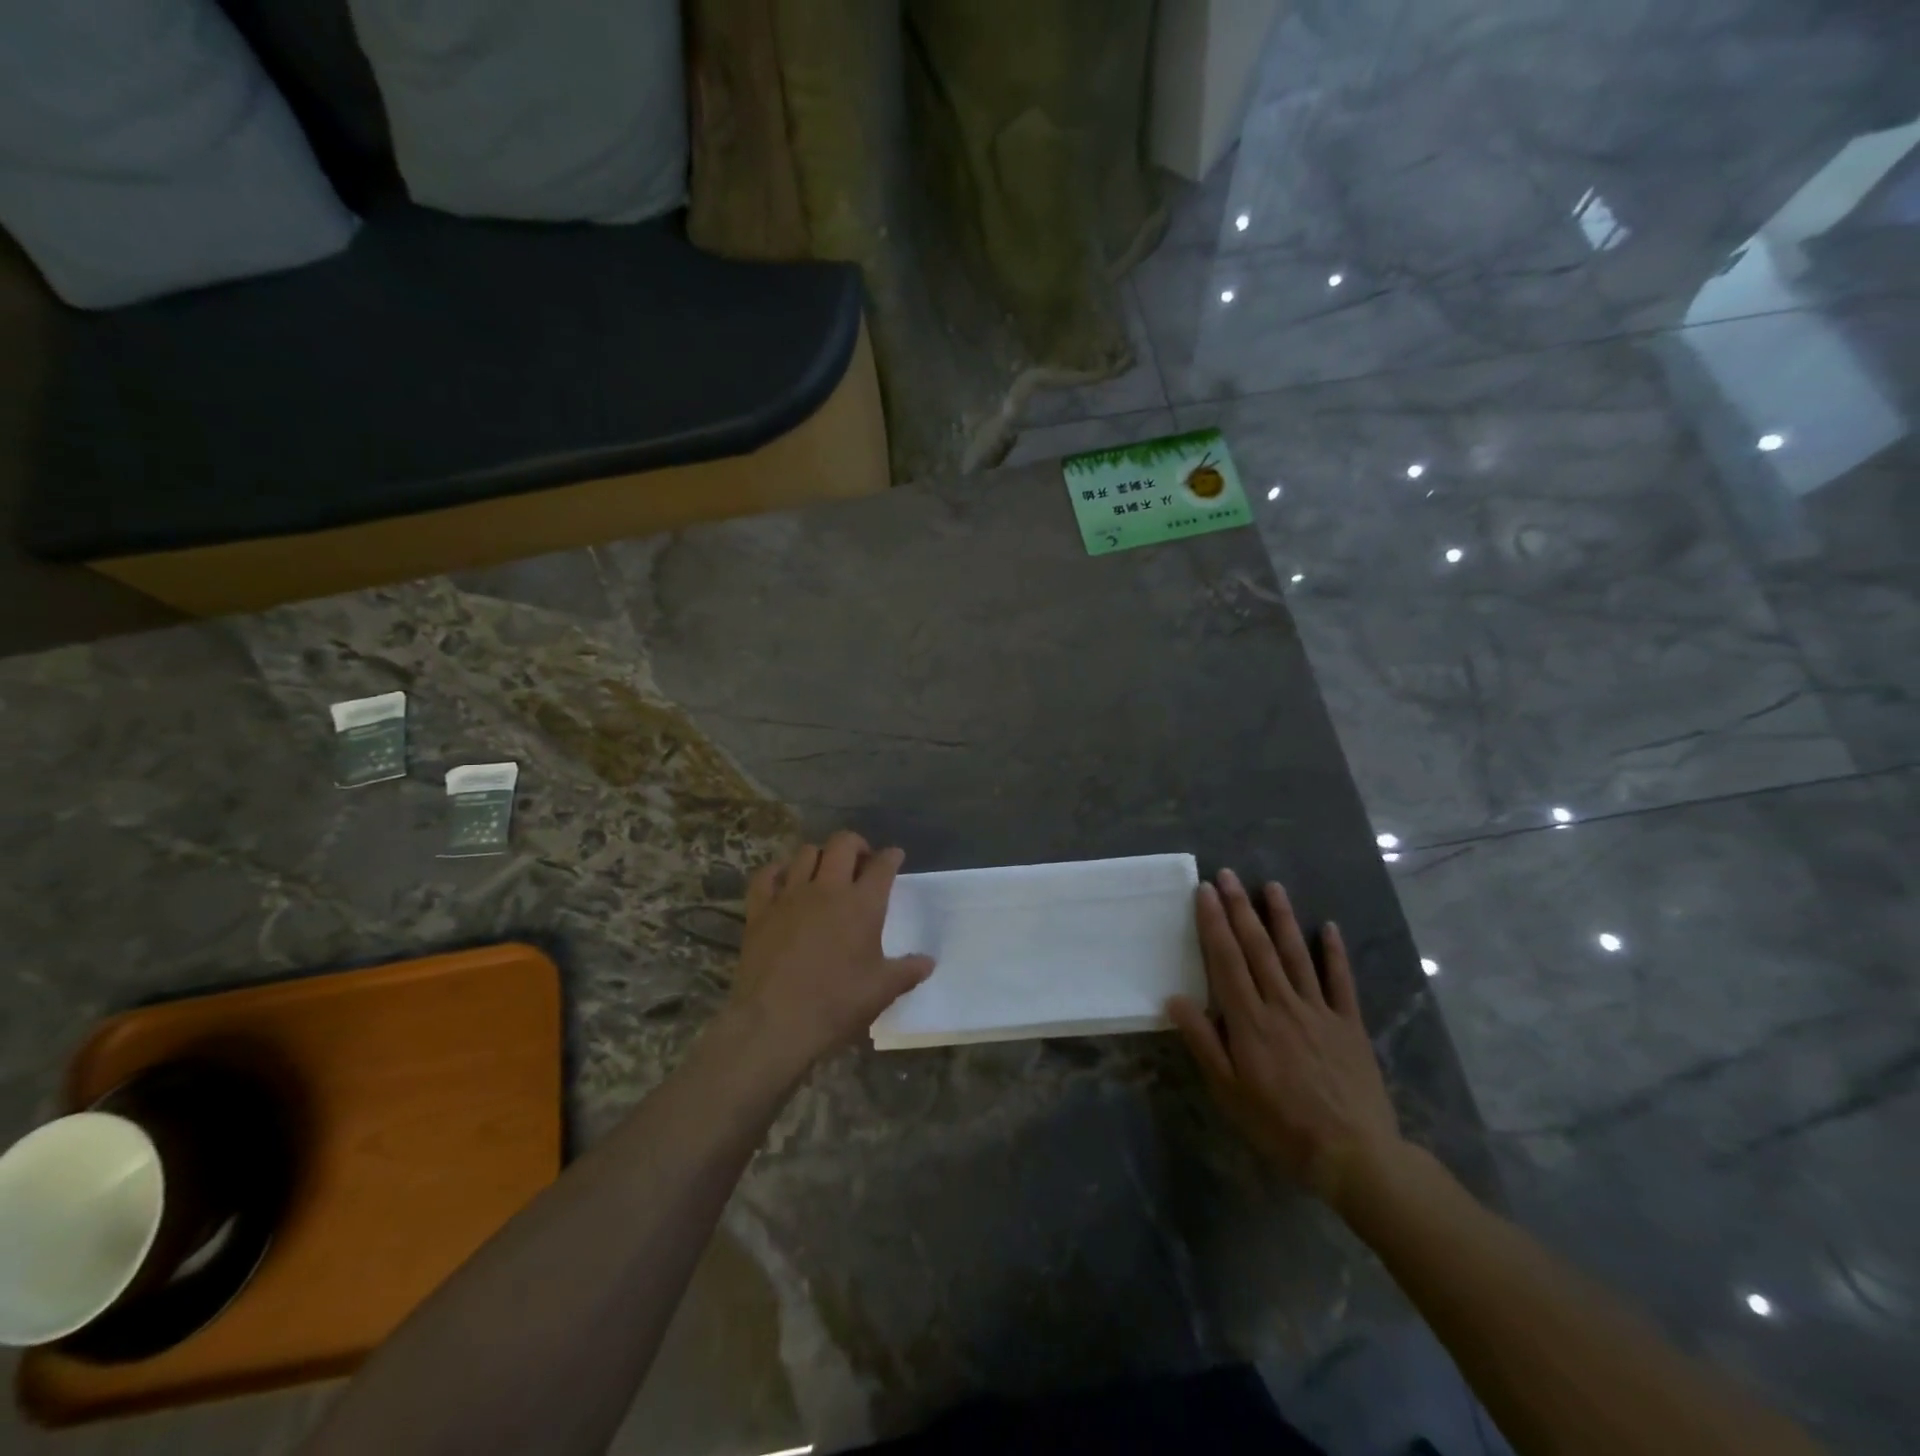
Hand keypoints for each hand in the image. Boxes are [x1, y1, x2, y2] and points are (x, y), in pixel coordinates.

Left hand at [723, 831, 933, 1079]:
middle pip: (843, 843)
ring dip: (820, 856)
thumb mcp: (882, 991)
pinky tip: (784, 880)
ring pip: (806, 853)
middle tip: (861, 861)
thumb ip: (908, 971)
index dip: (891, 857)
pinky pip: (766, 875)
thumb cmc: (836, 1004)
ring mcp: (790, 895)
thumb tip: (929, 962)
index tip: (895, 857)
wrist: (774, 1022)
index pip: (882, 865)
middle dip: (856, 845)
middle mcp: (827, 889)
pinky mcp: (760, 909)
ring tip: (825, 872)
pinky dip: (778, 871)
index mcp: (862, 904)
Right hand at [1169, 870, 1403, 1205]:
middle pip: (1258, 948)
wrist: (1353, 1155)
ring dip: (1282, 918)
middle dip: (1240, 908)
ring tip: (1271, 886)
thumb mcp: (1228, 1091)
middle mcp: (1282, 1004)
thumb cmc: (1279, 1125)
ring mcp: (1319, 1011)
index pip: (1227, 960)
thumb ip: (1203, 1042)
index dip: (1214, 923)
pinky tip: (1330, 927)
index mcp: (1249, 1020)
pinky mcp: (1349, 1024)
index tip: (1204, 891)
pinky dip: (1335, 953)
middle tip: (1228, 875)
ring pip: (1297, 954)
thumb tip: (1174, 999)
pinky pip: (1341, 981)